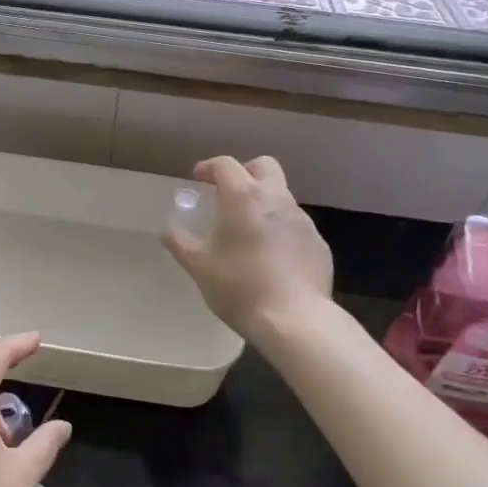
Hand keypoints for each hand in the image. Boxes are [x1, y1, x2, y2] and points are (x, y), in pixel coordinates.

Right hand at [162, 156, 333, 339]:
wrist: (296, 322)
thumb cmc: (241, 287)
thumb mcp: (200, 267)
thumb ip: (181, 243)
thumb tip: (168, 230)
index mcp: (245, 198)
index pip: (226, 165)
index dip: (209, 167)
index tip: (198, 179)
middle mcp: (277, 200)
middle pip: (264, 166)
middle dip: (245, 172)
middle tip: (229, 194)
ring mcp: (303, 221)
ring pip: (282, 196)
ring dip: (264, 204)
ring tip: (249, 232)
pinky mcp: (319, 245)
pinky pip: (296, 226)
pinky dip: (281, 231)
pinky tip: (272, 258)